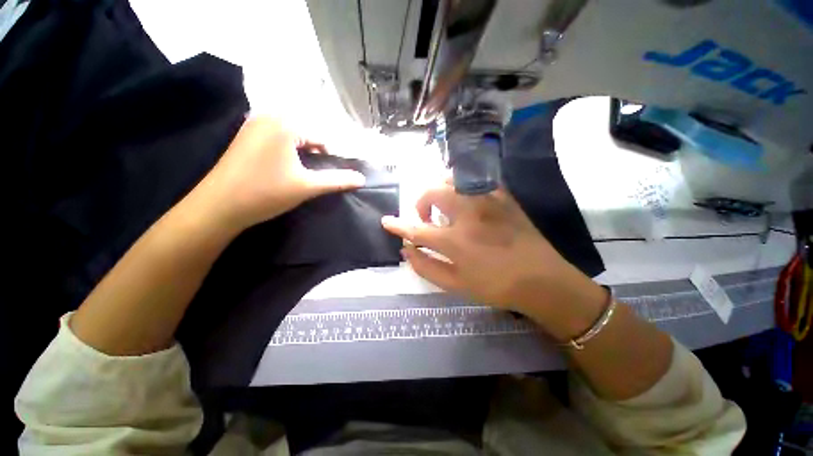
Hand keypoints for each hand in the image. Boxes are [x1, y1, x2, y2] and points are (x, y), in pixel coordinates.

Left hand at [194, 117, 365, 230]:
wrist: (219, 206)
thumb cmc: (266, 192)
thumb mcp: (307, 186)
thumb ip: (337, 180)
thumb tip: (362, 179)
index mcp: (285, 124)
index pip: (320, 138)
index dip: (328, 158)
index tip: (325, 176)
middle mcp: (267, 117)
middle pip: (305, 133)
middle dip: (313, 153)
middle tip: (310, 175)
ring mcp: (252, 125)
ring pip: (290, 135)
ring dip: (299, 152)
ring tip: (297, 173)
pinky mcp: (244, 136)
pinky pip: (274, 137)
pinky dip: (284, 150)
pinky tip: (280, 168)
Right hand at [382, 181, 605, 337]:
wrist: (542, 279)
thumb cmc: (496, 286)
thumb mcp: (455, 285)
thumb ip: (425, 266)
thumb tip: (406, 250)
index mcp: (456, 240)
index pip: (417, 229)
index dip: (398, 226)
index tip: (386, 221)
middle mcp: (469, 213)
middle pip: (432, 193)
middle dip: (420, 203)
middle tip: (424, 217)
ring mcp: (488, 200)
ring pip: (452, 179)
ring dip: (439, 191)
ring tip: (442, 207)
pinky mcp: (502, 195)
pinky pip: (474, 181)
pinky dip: (461, 188)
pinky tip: (464, 202)